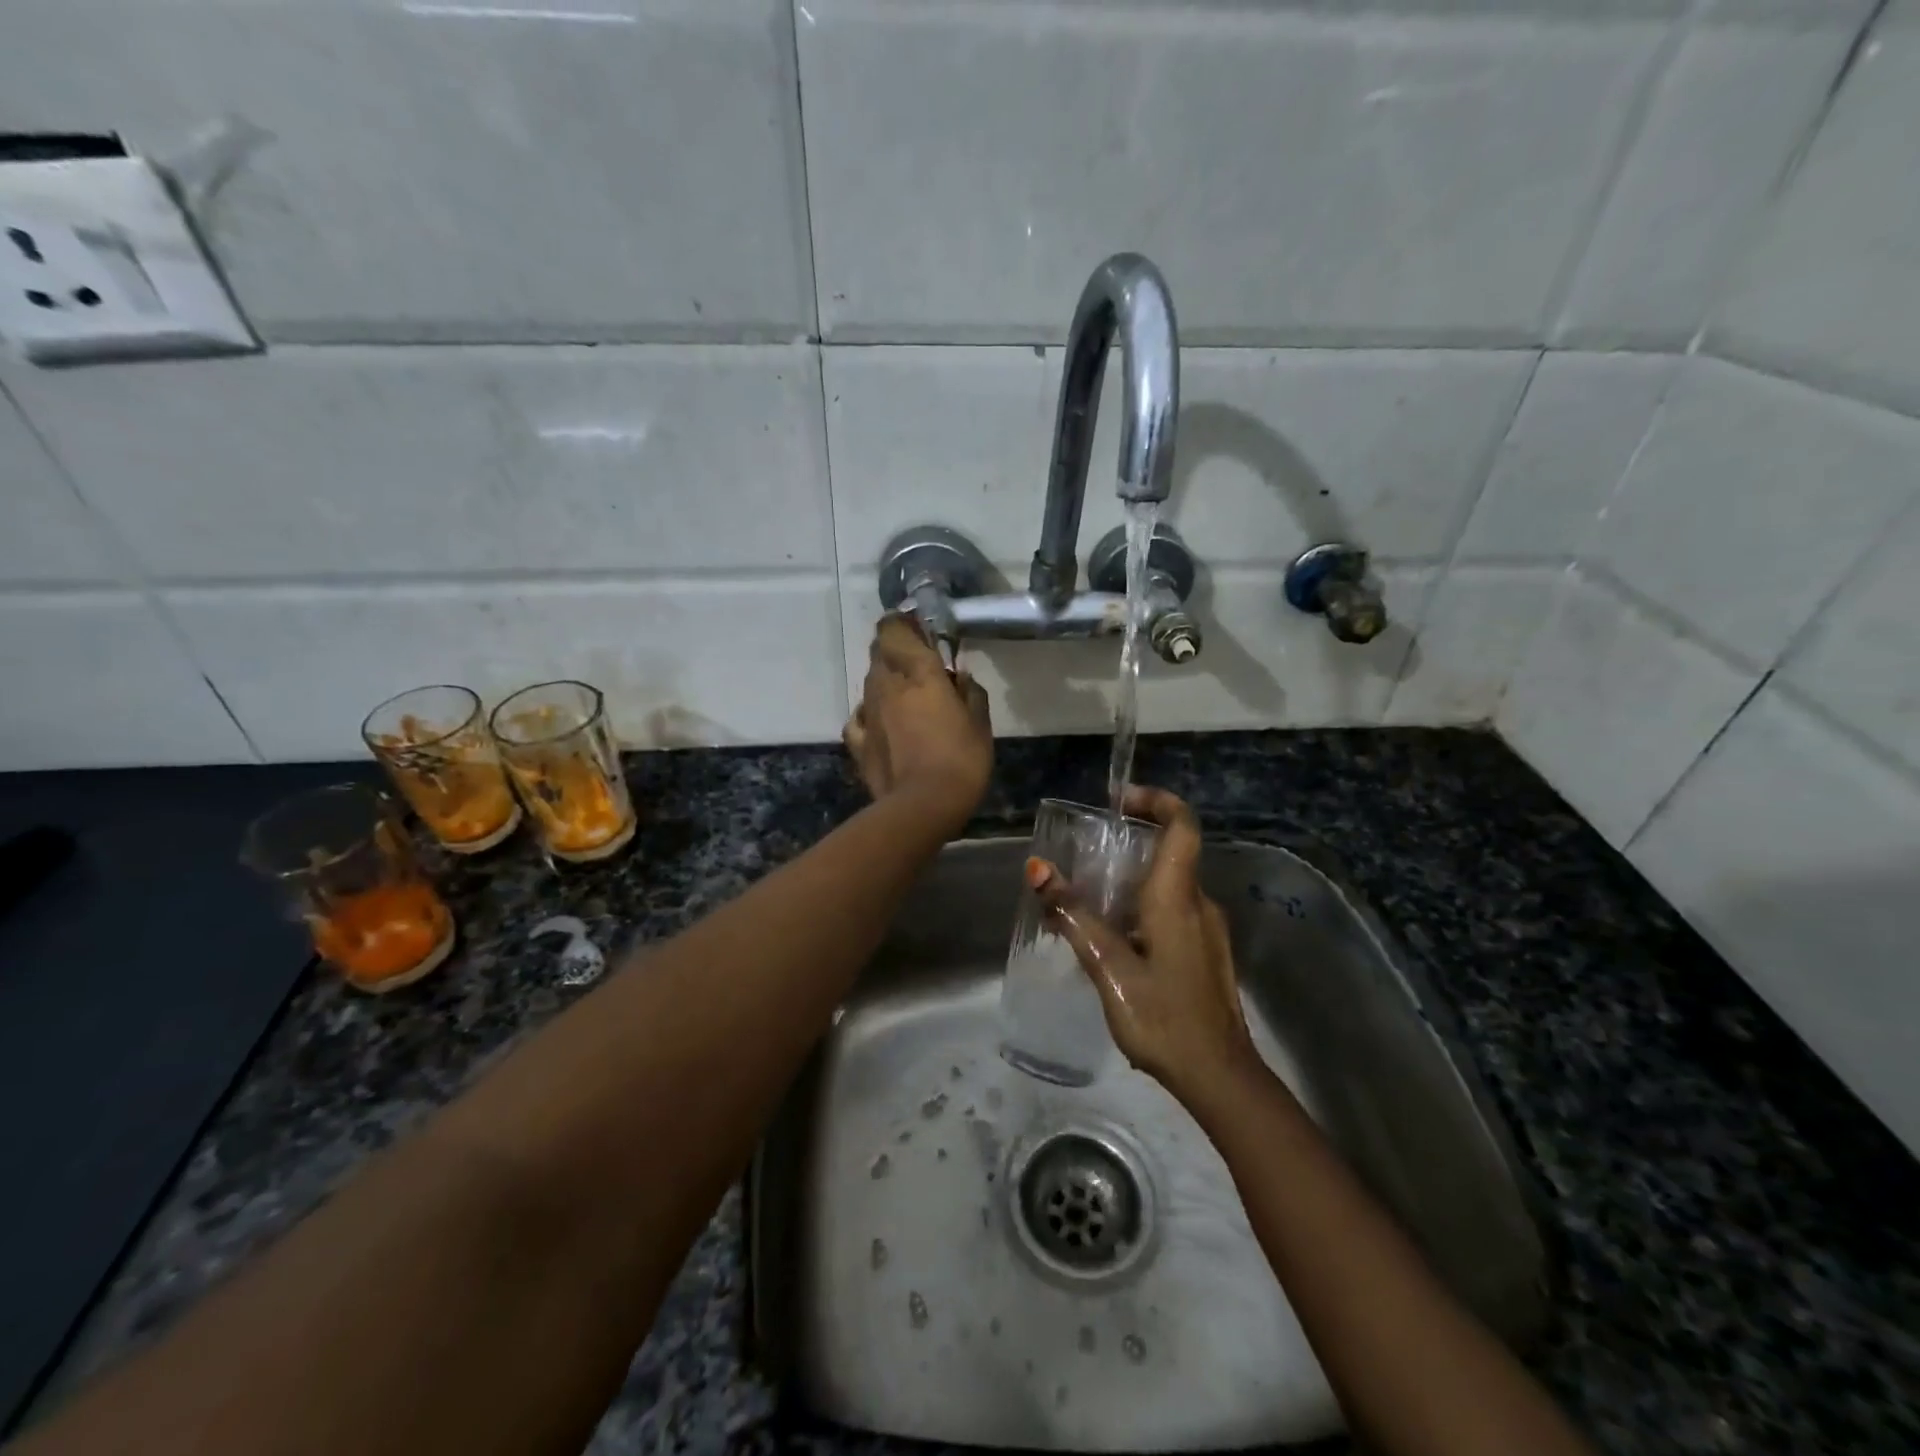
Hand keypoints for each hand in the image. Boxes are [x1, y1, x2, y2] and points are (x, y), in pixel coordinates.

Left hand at [844, 614, 991, 831]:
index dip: (902, 623)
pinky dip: (870, 712)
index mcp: (918, 672)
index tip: (919, 628)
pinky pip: (859, 715)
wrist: (922, 806)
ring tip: (907, 695)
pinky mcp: (857, 740)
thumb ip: (970, 692)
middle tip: (918, 661)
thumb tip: (960, 675)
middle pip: (879, 651)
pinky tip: (883, 722)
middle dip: (895, 649)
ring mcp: (867, 712)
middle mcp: (886, 684)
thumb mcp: (980, 723)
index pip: (894, 629)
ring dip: (885, 680)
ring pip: (869, 681)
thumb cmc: (960, 760)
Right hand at [1026, 786, 1255, 1100]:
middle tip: (1084, 855)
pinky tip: (1111, 941)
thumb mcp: (1109, 967)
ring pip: (1167, 887)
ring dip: (1130, 883)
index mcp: (1178, 897)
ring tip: (1085, 903)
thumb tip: (1037, 869)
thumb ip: (1073, 916)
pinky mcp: (1205, 954)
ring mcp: (1207, 931)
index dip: (1156, 800)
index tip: (1119, 800)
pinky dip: (1140, 910)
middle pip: (1170, 853)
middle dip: (1129, 844)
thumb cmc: (1164, 1018)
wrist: (1220, 1078)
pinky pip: (1171, 914)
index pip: (1181, 825)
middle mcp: (1199, 904)